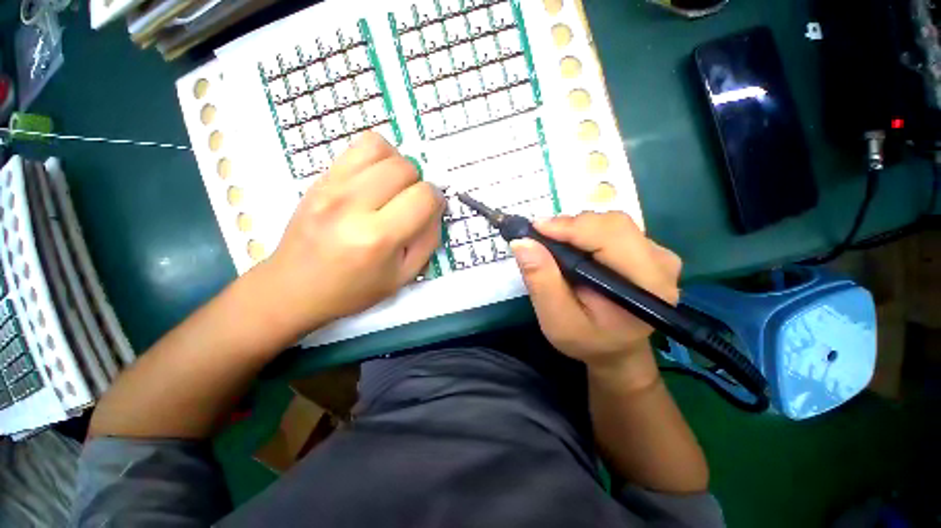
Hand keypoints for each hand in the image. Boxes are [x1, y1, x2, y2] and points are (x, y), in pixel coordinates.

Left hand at [262, 132, 443, 335]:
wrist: (294, 287)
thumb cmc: (353, 290)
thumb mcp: (403, 276)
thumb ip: (428, 240)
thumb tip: (435, 208)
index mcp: (377, 238)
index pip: (424, 196)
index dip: (436, 201)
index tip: (430, 211)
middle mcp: (352, 205)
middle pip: (405, 168)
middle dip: (418, 184)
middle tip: (410, 204)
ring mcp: (331, 187)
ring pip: (383, 148)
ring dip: (399, 166)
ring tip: (393, 188)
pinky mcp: (320, 178)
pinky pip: (358, 146)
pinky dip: (377, 156)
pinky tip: (376, 179)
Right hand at [510, 212, 680, 377]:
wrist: (616, 349)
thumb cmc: (587, 340)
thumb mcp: (557, 320)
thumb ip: (541, 282)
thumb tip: (522, 242)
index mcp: (647, 285)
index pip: (611, 236)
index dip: (570, 227)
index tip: (535, 229)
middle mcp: (661, 263)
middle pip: (613, 224)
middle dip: (571, 226)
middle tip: (540, 239)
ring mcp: (658, 253)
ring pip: (611, 222)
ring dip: (576, 229)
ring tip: (554, 245)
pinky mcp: (648, 250)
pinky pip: (613, 228)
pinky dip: (585, 232)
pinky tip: (572, 248)